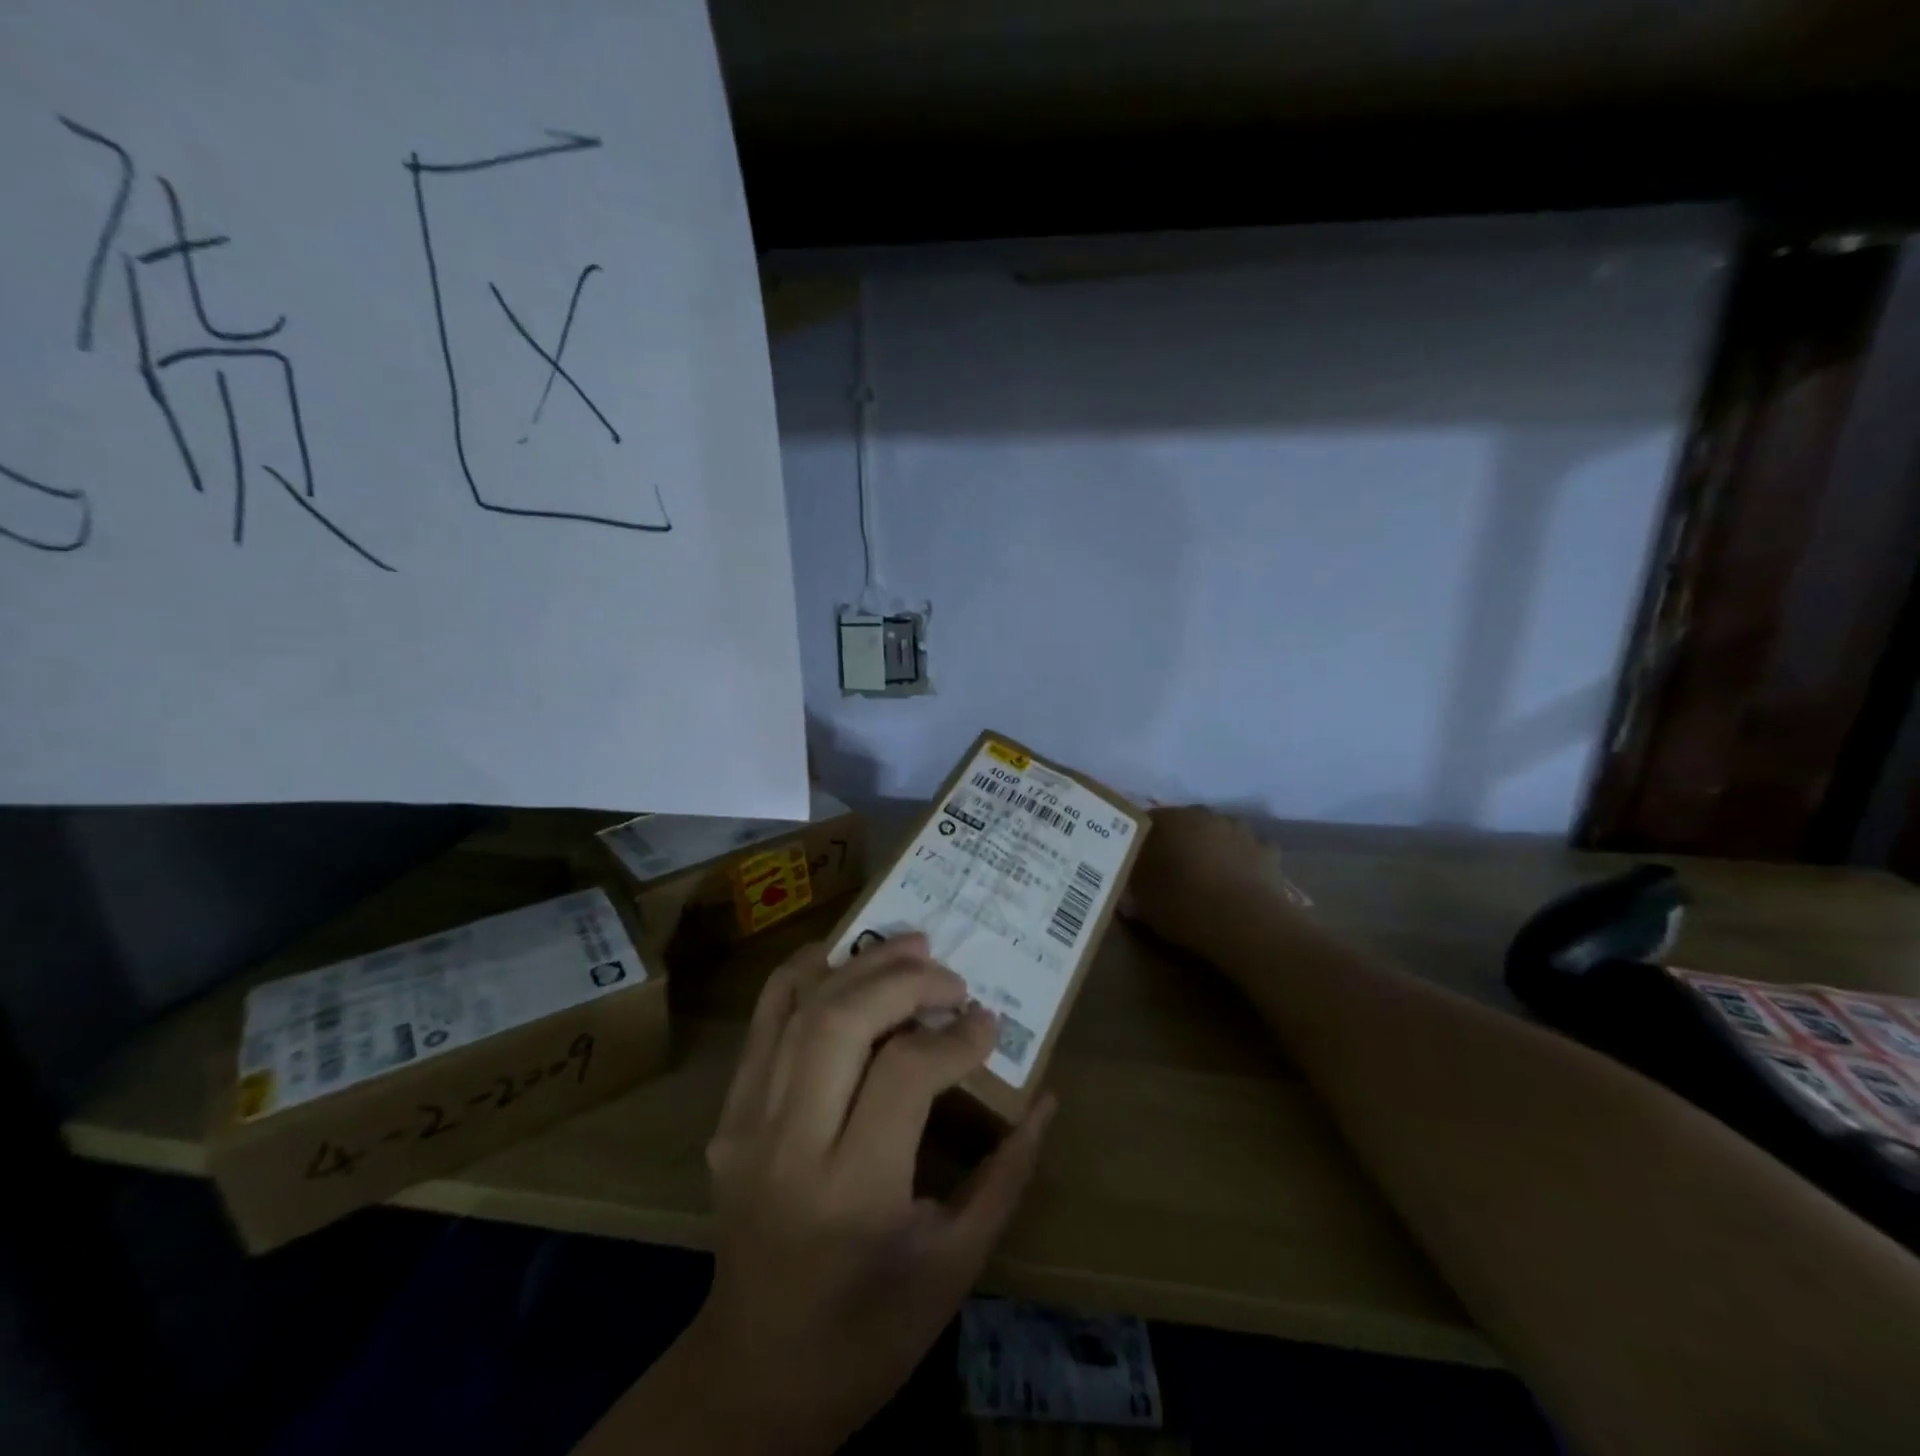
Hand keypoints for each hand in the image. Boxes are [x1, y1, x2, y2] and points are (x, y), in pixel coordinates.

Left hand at [636, 934, 1056, 1453]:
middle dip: (906, 981)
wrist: (756, 1375)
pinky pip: (762, 1022)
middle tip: (951, 976)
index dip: (956, 1036)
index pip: (906, 1073)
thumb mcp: (954, 1266)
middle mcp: (790, 1145)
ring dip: (860, 964)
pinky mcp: (728, 1115)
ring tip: (910, 945)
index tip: (989, 1022)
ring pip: (801, 1008)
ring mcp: (747, 1124)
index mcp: (853, 1191)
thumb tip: (1047, 1099)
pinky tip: (841, 956)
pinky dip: (801, 975)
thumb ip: (1007, 1175)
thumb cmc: (869, 1331)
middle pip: (843, 1021)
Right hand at [1123, 805, 1304, 958]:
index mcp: (1168, 821)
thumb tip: (1127, 883)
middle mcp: (1203, 815)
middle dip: (1176, 841)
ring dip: (1211, 847)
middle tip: (1169, 869)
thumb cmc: (1184, 907)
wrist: (1246, 925)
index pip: (1145, 821)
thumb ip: (1132, 886)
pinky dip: (1243, 860)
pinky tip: (1239, 881)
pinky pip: (1249, 850)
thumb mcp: (1142, 902)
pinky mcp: (1267, 850)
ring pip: (1218, 833)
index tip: (1135, 860)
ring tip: (1206, 876)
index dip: (1139, 841)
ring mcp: (1239, 830)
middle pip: (1184, 823)